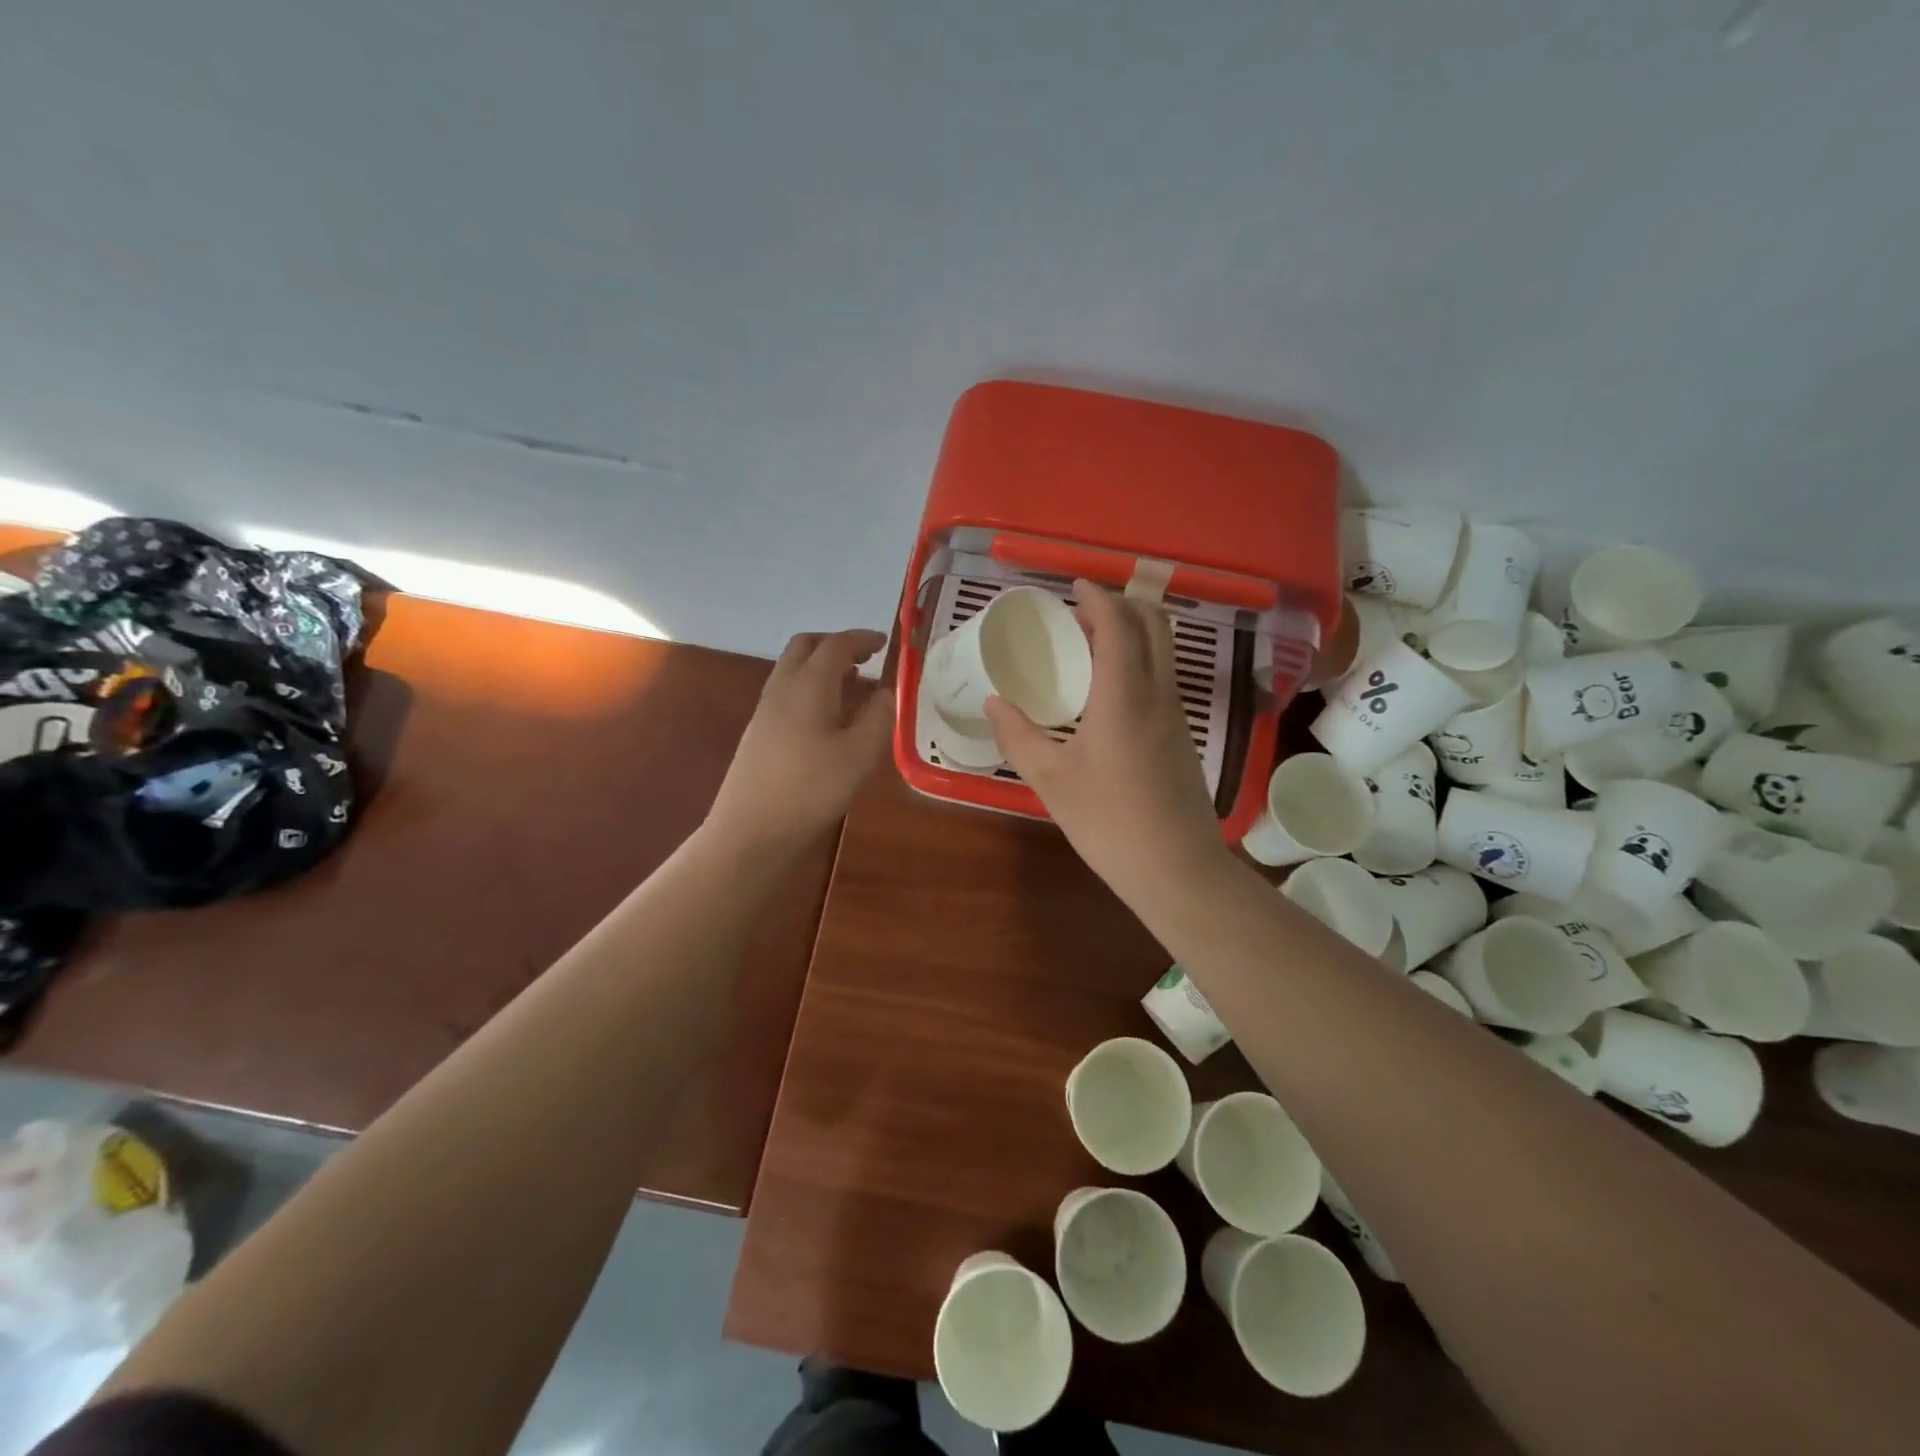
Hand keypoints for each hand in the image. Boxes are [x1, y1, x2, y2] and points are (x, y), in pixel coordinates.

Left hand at [707, 629, 894, 852]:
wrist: (752, 829)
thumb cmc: (812, 788)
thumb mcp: (861, 754)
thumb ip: (880, 717)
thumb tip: (887, 692)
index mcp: (809, 684)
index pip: (837, 645)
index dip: (863, 638)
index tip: (885, 642)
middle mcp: (783, 687)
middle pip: (806, 647)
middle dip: (836, 644)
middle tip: (865, 659)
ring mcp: (766, 710)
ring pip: (793, 669)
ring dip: (822, 667)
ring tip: (853, 687)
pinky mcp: (760, 732)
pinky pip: (788, 692)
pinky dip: (812, 688)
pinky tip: (829, 718)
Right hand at [985, 581, 1230, 907]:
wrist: (1176, 869)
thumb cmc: (1108, 822)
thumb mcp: (1050, 780)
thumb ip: (1017, 736)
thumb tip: (993, 702)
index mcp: (1124, 695)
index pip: (1118, 624)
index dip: (1097, 597)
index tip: (1074, 585)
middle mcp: (1158, 694)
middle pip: (1154, 625)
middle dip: (1123, 604)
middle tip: (1084, 610)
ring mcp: (1176, 715)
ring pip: (1164, 650)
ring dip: (1134, 631)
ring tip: (1094, 643)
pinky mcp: (1182, 737)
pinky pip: (1164, 677)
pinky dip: (1141, 660)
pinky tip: (1111, 689)